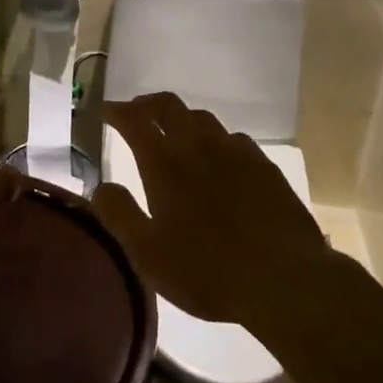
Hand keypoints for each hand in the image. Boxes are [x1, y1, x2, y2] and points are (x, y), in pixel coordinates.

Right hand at [92, 92, 337, 327]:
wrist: (283, 278)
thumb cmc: (206, 270)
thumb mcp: (148, 254)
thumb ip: (119, 215)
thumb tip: (100, 186)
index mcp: (164, 163)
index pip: (134, 120)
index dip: (117, 111)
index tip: (106, 111)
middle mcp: (197, 145)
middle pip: (168, 105)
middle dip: (147, 104)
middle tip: (137, 112)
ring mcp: (234, 151)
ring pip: (201, 117)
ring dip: (182, 118)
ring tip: (176, 131)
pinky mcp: (263, 165)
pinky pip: (233, 138)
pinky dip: (216, 139)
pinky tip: (221, 156)